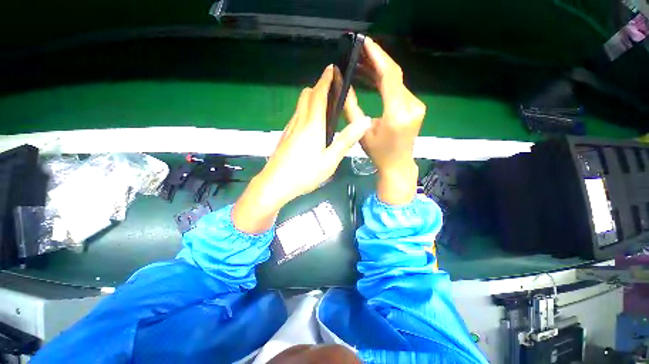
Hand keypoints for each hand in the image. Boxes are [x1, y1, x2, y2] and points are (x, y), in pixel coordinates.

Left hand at [233, 65, 372, 233]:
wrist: (275, 184)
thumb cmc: (305, 174)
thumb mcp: (330, 160)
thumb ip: (346, 140)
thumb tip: (364, 122)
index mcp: (313, 125)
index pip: (319, 94)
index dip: (326, 80)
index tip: (332, 69)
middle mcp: (300, 122)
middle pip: (306, 96)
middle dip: (318, 87)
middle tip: (331, 89)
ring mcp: (289, 129)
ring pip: (300, 105)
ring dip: (311, 99)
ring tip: (324, 105)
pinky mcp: (285, 136)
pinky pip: (296, 116)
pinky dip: (305, 111)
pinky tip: (311, 124)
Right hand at [344, 37, 425, 204]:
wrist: (398, 164)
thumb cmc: (378, 153)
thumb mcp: (361, 132)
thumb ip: (351, 106)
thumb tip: (341, 83)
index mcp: (397, 114)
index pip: (390, 76)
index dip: (377, 57)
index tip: (364, 43)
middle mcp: (412, 105)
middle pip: (395, 75)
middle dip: (376, 61)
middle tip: (358, 53)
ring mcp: (417, 105)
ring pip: (397, 81)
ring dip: (380, 71)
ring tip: (361, 64)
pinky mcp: (416, 106)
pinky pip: (400, 88)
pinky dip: (386, 81)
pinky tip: (373, 77)